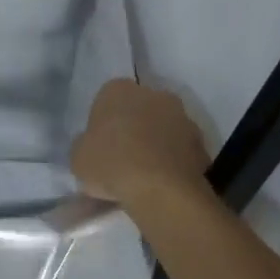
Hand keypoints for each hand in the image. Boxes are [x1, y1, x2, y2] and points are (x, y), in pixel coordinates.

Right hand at [71, 79, 211, 216]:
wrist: (160, 189)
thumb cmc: (111, 164)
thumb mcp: (78, 157)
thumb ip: (86, 145)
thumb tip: (94, 148)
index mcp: (118, 89)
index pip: (106, 100)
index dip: (103, 124)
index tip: (100, 147)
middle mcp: (153, 93)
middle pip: (138, 110)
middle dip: (133, 129)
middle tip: (122, 159)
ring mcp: (181, 116)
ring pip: (162, 129)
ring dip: (156, 145)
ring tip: (145, 177)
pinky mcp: (201, 142)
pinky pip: (180, 150)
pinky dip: (173, 162)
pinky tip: (163, 185)